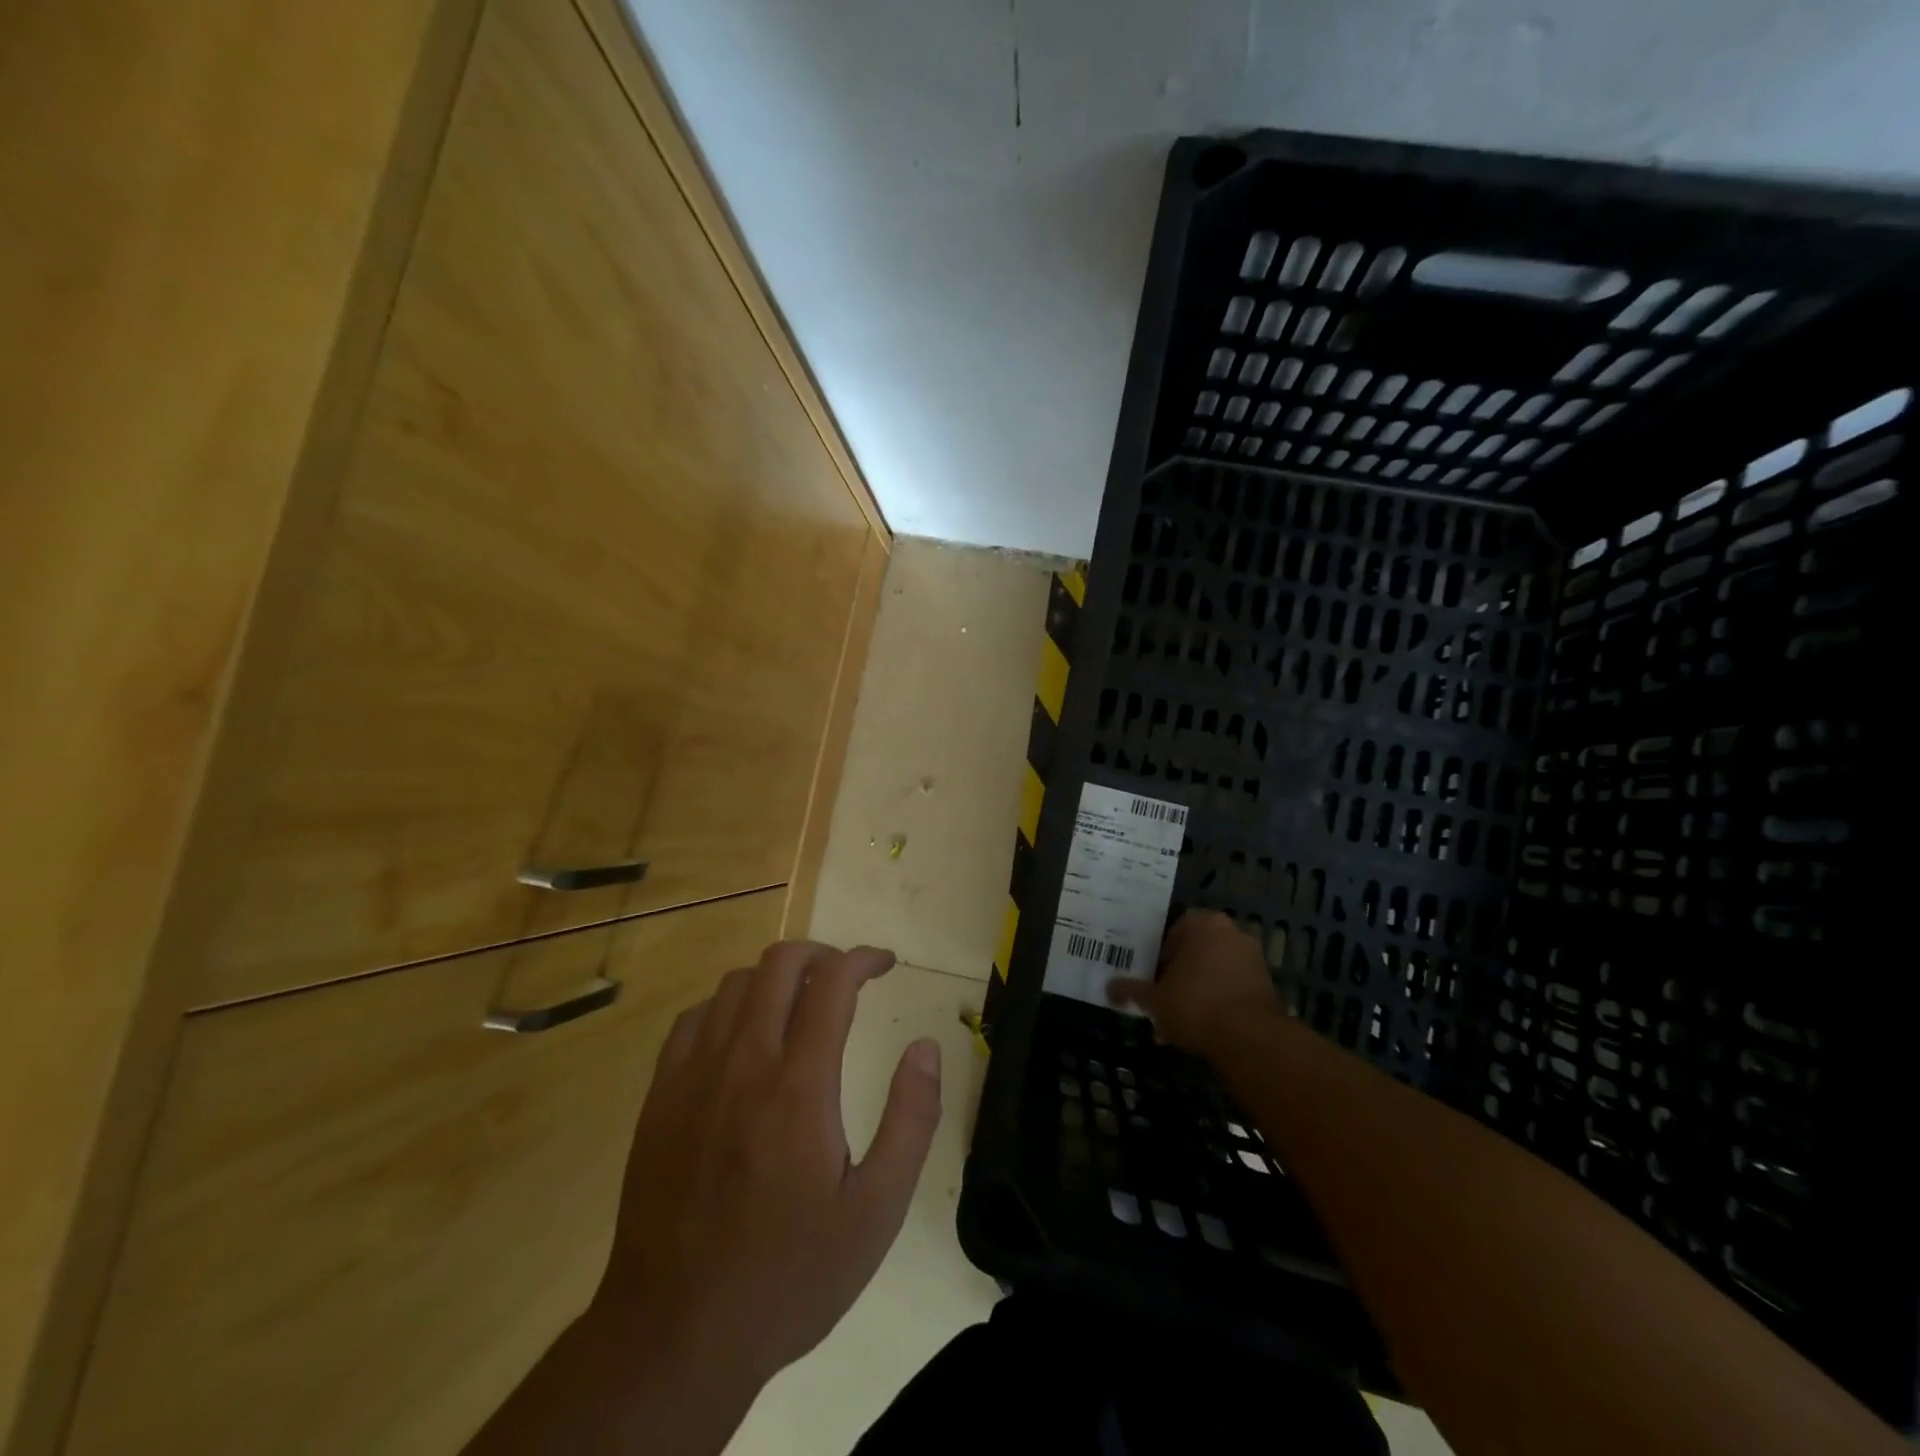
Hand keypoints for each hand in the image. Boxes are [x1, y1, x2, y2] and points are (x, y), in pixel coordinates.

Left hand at [598, 942, 942, 1392]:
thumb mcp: (876, 1212)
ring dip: (775, 977)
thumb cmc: (789, 1274)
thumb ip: (911, 1120)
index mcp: (799, 1086)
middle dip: (821, 953)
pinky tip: (743, 1035)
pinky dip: (728, 1005)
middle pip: (779, 964)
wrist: (676, 1334)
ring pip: (734, 983)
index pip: (832, 983)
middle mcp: (743, 1063)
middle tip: (846, 975)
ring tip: (800, 1002)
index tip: (885, 963)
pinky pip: (694, 1019)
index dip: (863, 958)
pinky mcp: (659, 1098)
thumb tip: (925, 1047)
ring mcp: (693, 1077)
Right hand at [1107, 909, 1279, 1054]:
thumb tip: (1109, 988)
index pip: (1172, 931)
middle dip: (1178, 975)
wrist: (1250, 1038)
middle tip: (1163, 999)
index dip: (1158, 956)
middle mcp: (1230, 931)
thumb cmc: (1194, 1005)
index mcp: (1201, 923)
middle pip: (1195, 951)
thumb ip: (1131, 990)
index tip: (1151, 978)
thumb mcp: (1153, 999)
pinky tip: (1202, 1028)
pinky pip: (1232, 986)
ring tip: (1179, 1023)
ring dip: (1197, 991)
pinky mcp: (1266, 983)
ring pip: (1213, 971)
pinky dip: (1218, 1001)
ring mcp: (1252, 957)